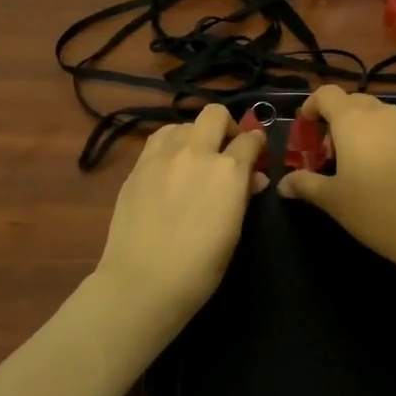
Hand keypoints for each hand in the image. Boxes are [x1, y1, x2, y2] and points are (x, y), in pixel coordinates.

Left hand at [93, 104, 265, 331]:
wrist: (143, 281)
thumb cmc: (200, 267)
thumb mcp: (233, 231)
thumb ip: (243, 196)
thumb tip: (253, 178)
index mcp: (228, 170)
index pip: (250, 140)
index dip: (257, 145)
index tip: (256, 154)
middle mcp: (196, 152)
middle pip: (215, 114)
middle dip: (227, 126)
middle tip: (227, 148)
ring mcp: (163, 155)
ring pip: (183, 123)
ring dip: (195, 134)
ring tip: (194, 157)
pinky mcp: (138, 165)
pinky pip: (158, 139)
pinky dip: (170, 145)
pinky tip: (170, 166)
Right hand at [278, 86, 395, 282]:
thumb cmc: (376, 210)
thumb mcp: (332, 200)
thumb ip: (305, 184)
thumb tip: (283, 184)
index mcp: (353, 119)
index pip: (326, 94)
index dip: (311, 106)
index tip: (305, 130)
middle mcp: (381, 113)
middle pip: (352, 102)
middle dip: (335, 121)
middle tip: (327, 154)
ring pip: (376, 115)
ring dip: (360, 130)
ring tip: (354, 165)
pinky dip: (383, 140)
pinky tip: (384, 172)